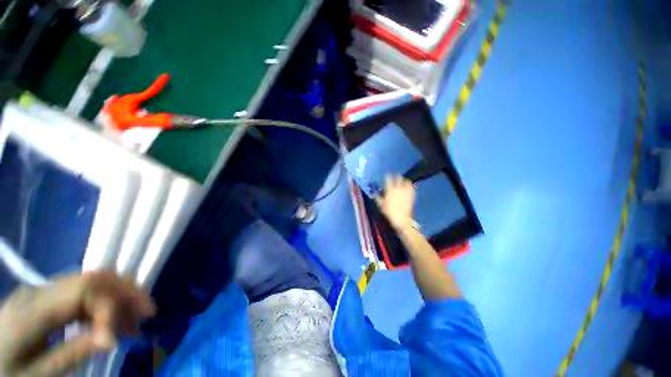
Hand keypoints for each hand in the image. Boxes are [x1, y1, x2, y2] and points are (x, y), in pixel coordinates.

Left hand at [0, 271, 155, 376]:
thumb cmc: (6, 373)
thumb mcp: (37, 375)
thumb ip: (72, 353)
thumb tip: (110, 339)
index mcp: (32, 309)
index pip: (83, 291)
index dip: (110, 307)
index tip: (124, 336)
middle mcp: (39, 290)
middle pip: (91, 278)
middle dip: (126, 292)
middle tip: (148, 313)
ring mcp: (41, 290)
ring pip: (91, 281)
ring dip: (119, 296)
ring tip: (134, 319)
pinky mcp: (45, 297)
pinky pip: (82, 292)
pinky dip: (103, 302)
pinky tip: (111, 320)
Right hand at [376, 175, 415, 230]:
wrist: (401, 219)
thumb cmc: (390, 213)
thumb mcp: (381, 206)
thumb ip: (378, 198)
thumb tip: (374, 194)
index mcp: (390, 191)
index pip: (388, 180)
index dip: (387, 176)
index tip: (386, 175)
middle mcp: (398, 189)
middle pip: (398, 178)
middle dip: (396, 176)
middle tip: (394, 177)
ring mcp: (405, 192)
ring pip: (405, 181)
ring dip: (403, 180)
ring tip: (402, 181)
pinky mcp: (411, 195)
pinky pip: (411, 187)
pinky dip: (409, 185)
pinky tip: (408, 186)